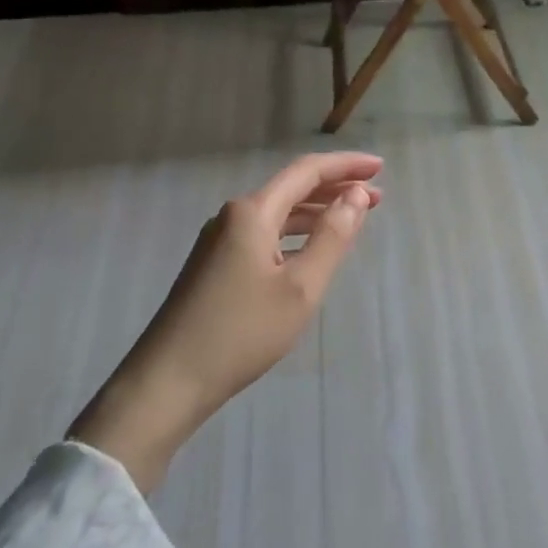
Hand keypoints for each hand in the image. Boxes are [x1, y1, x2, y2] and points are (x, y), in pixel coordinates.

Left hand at [70, 151, 381, 489]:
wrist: (167, 381)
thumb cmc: (241, 333)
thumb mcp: (300, 288)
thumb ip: (333, 237)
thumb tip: (357, 195)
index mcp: (252, 213)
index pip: (306, 172)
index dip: (346, 165)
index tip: (380, 167)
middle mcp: (233, 216)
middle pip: (291, 189)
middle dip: (335, 189)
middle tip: (377, 197)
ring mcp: (219, 241)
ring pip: (278, 214)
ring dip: (316, 213)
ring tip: (353, 219)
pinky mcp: (213, 265)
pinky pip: (264, 235)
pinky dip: (295, 234)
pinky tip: (310, 250)